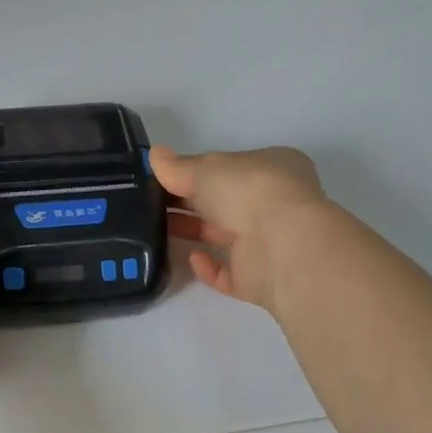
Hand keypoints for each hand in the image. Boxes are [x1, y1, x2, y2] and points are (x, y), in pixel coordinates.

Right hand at [149, 145, 334, 312]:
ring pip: (225, 235)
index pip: (231, 167)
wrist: (281, 245)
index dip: (199, 170)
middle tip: (150, 202)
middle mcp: (274, 203)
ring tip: (156, 228)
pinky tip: (192, 258)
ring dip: (194, 231)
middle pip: (225, 201)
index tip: (166, 176)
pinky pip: (229, 272)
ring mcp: (270, 242)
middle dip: (190, 201)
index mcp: (272, 167)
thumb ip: (177, 166)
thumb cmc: (248, 190)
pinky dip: (208, 267)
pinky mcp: (260, 278)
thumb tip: (153, 155)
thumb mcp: (205, 168)